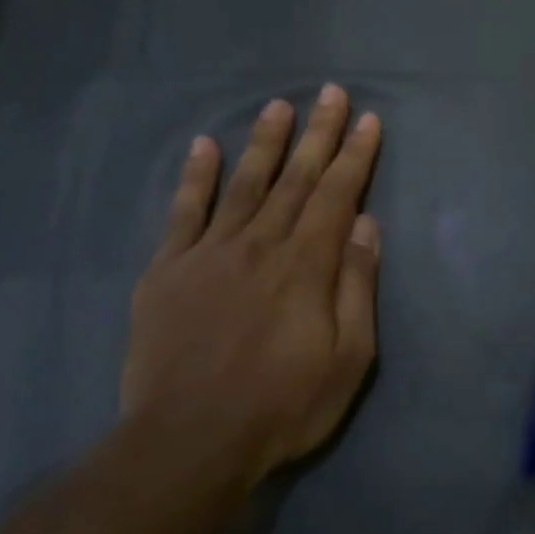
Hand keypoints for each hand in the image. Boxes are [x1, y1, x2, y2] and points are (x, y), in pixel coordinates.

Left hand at [121, 87, 382, 487]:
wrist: (189, 442)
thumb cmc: (285, 404)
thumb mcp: (349, 356)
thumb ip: (357, 285)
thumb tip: (366, 225)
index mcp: (306, 265)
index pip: (336, 195)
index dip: (354, 155)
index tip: (368, 120)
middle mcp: (259, 245)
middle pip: (294, 179)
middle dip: (317, 133)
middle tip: (330, 92)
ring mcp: (208, 254)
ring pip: (243, 184)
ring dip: (264, 142)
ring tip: (278, 106)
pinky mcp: (166, 272)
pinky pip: (183, 213)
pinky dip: (195, 178)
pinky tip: (204, 147)